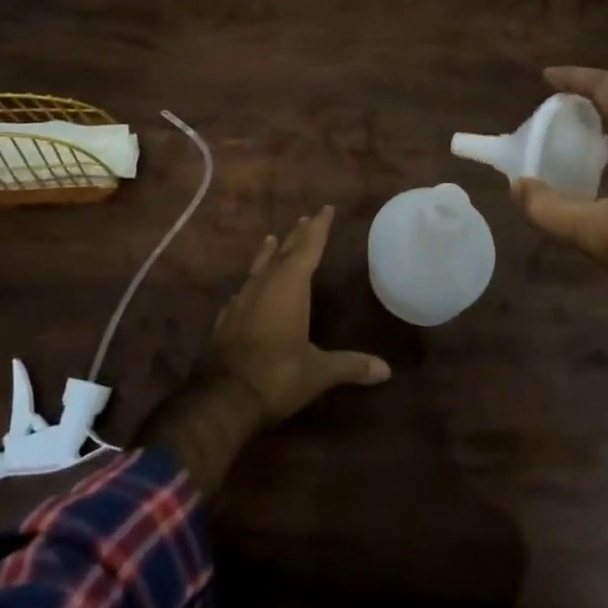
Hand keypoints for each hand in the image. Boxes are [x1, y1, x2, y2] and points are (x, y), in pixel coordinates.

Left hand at [201, 206, 390, 425]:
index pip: (308, 249)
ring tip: (272, 239)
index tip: (325, 209)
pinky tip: (247, 289)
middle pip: (283, 253)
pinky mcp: (226, 319)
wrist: (221, 399)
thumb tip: (386, 370)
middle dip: (297, 236)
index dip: (319, 229)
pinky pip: (243, 290)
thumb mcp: (318, 372)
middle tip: (304, 219)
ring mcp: (241, 301)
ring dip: (269, 253)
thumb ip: (350, 366)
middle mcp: (264, 285)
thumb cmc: (276, 376)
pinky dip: (252, 282)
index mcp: (289, 287)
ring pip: (258, 267)